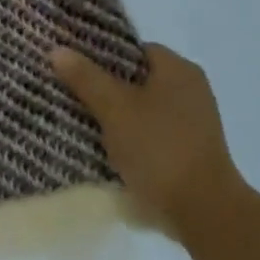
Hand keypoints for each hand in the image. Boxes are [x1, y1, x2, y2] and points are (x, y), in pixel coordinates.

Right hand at [50, 43, 248, 233]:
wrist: (202, 209)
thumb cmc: (158, 148)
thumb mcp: (114, 109)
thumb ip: (86, 78)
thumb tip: (57, 50)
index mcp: (178, 69)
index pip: (133, 49)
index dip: (101, 55)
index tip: (73, 67)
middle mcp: (190, 89)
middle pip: (137, 79)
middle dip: (104, 86)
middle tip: (69, 93)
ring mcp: (193, 121)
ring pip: (142, 107)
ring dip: (116, 114)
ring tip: (79, 120)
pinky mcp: (189, 149)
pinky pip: (151, 132)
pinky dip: (130, 135)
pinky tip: (105, 146)